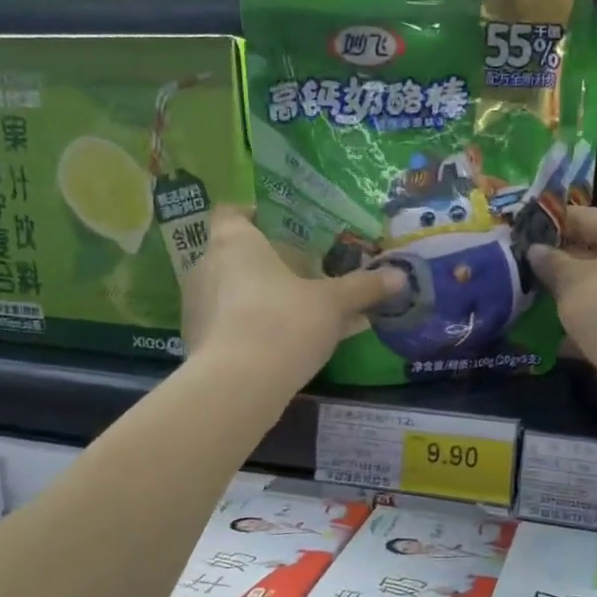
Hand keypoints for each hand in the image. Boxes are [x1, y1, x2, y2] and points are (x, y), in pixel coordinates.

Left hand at [182, 208, 403, 387]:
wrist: (238, 384)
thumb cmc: (284, 322)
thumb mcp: (333, 303)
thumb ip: (362, 288)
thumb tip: (399, 276)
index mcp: (236, 243)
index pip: (231, 212)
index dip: (252, 215)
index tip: (276, 226)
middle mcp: (207, 267)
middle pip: (234, 254)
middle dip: (266, 263)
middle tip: (300, 274)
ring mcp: (197, 307)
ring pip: (232, 292)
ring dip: (259, 298)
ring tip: (297, 313)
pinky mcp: (197, 343)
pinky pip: (229, 324)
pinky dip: (251, 328)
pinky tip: (282, 345)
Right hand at [529, 207, 596, 417]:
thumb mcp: (572, 278)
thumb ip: (550, 262)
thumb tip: (535, 251)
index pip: (586, 217)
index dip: (552, 221)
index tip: (519, 228)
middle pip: (588, 254)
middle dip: (552, 261)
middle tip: (514, 262)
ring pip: (587, 291)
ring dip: (558, 296)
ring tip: (519, 294)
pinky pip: (589, 323)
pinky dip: (567, 327)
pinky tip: (535, 331)